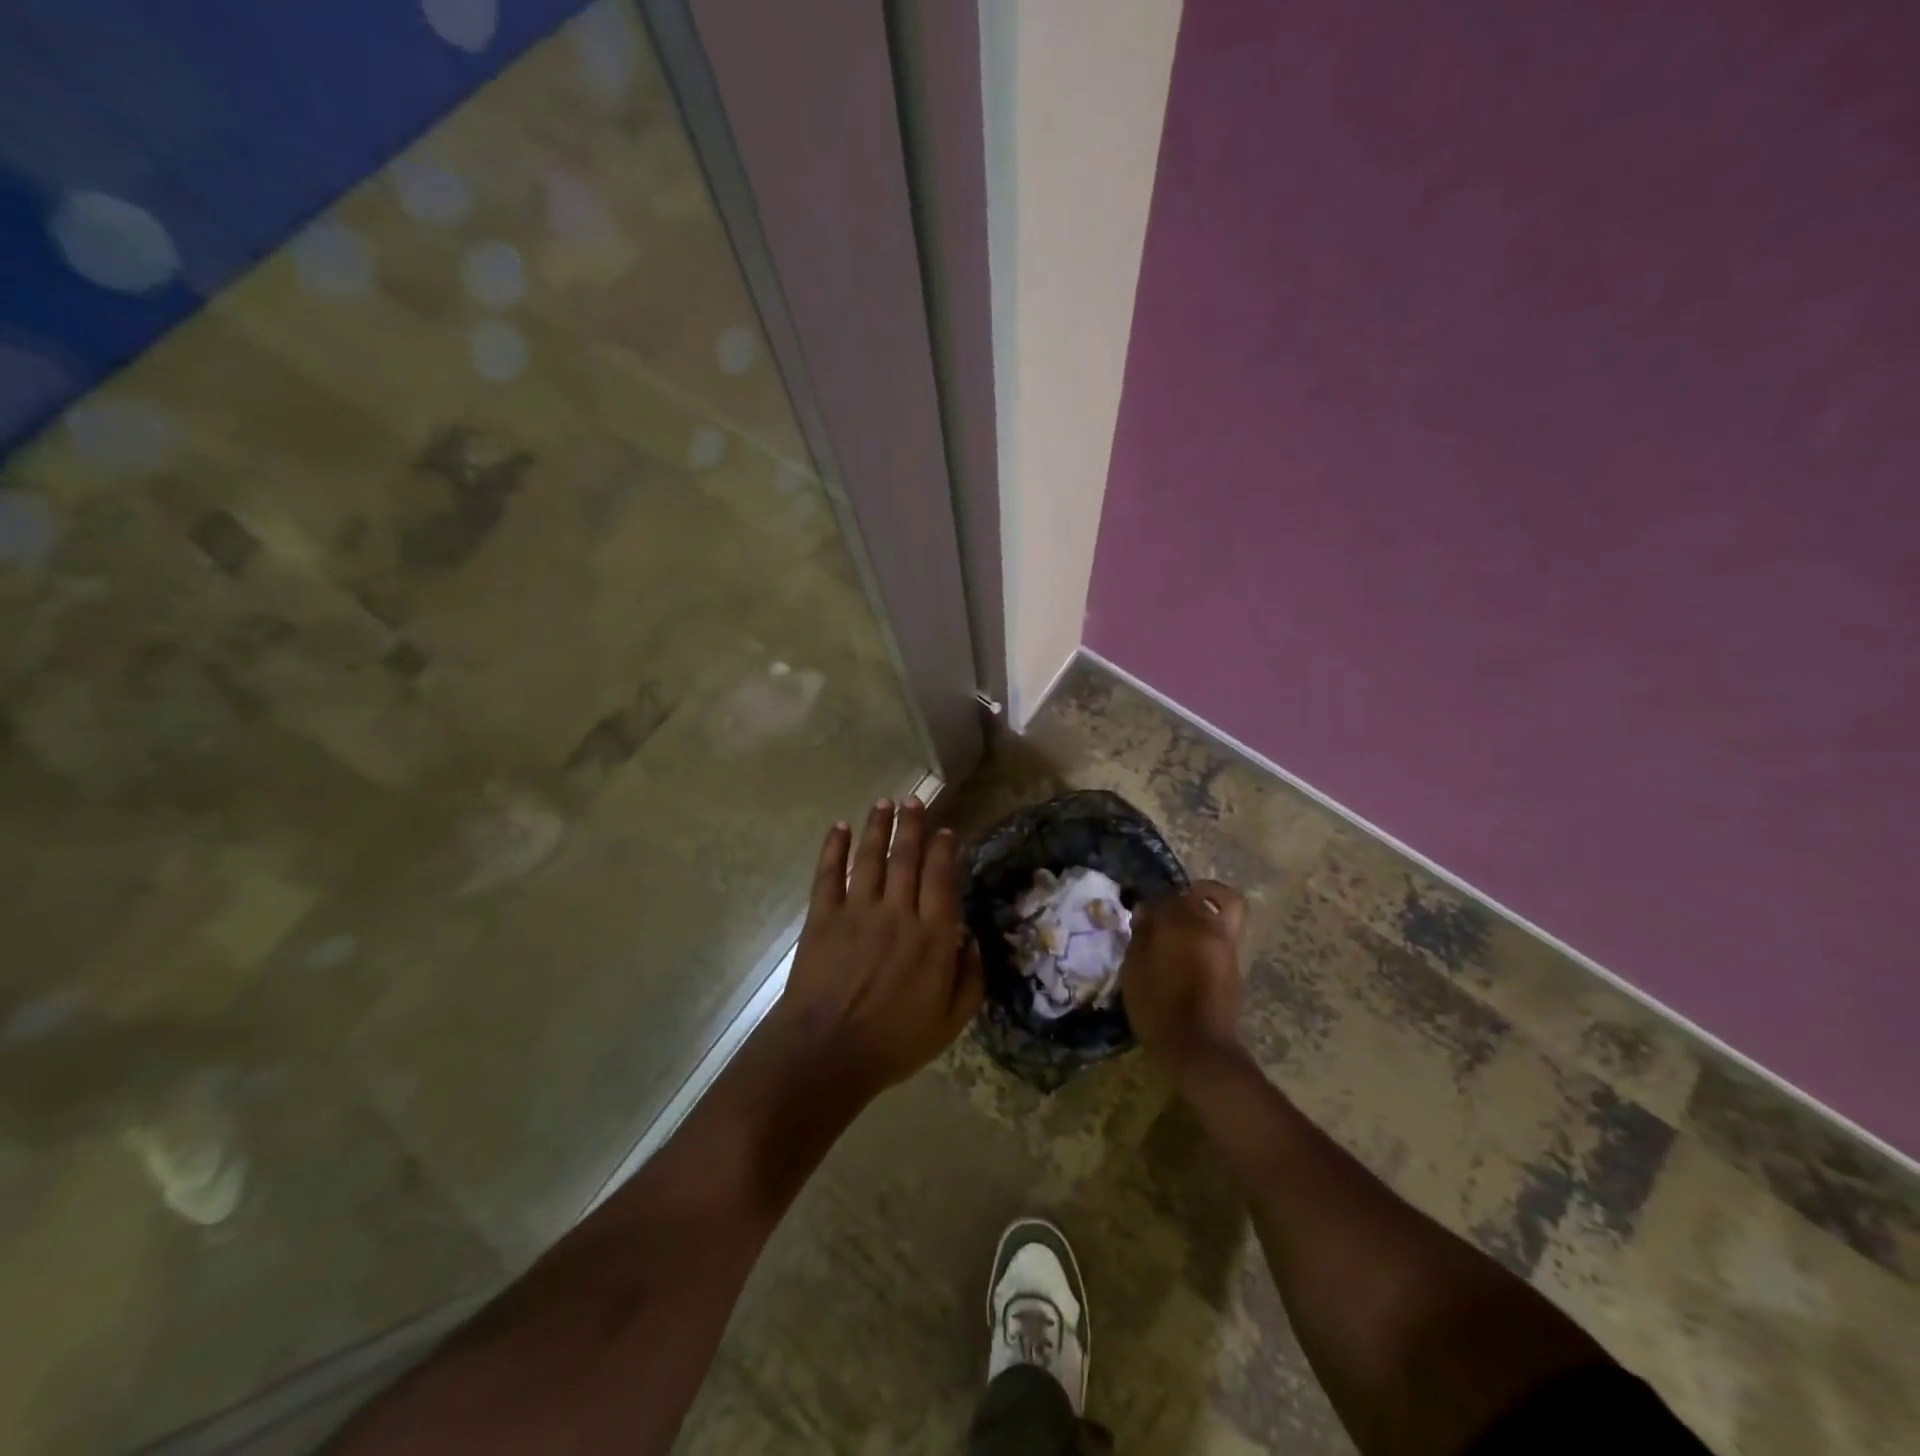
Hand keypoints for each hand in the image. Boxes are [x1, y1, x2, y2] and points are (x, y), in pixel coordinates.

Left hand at [767, 799, 983, 1099]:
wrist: (827, 1053)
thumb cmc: (893, 1043)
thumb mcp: (949, 1023)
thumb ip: (970, 980)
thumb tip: (973, 941)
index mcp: (932, 937)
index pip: (941, 879)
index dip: (944, 850)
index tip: (946, 831)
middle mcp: (897, 913)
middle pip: (906, 858)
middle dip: (912, 825)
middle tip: (914, 800)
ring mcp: (857, 912)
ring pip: (870, 858)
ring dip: (877, 827)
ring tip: (883, 803)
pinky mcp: (822, 918)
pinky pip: (828, 875)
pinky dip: (833, 849)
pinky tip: (838, 828)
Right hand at [1120, 879, 1248, 1084]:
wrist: (1198, 1048)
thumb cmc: (1157, 1006)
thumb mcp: (1134, 969)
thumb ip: (1141, 935)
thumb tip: (1146, 913)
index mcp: (1184, 924)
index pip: (1171, 895)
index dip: (1155, 899)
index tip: (1142, 912)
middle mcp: (1212, 929)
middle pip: (1214, 894)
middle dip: (1193, 894)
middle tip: (1171, 907)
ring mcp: (1228, 949)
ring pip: (1227, 913)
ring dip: (1207, 913)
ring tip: (1182, 931)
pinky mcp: (1235, 970)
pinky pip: (1225, 938)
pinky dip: (1210, 936)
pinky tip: (1188, 955)